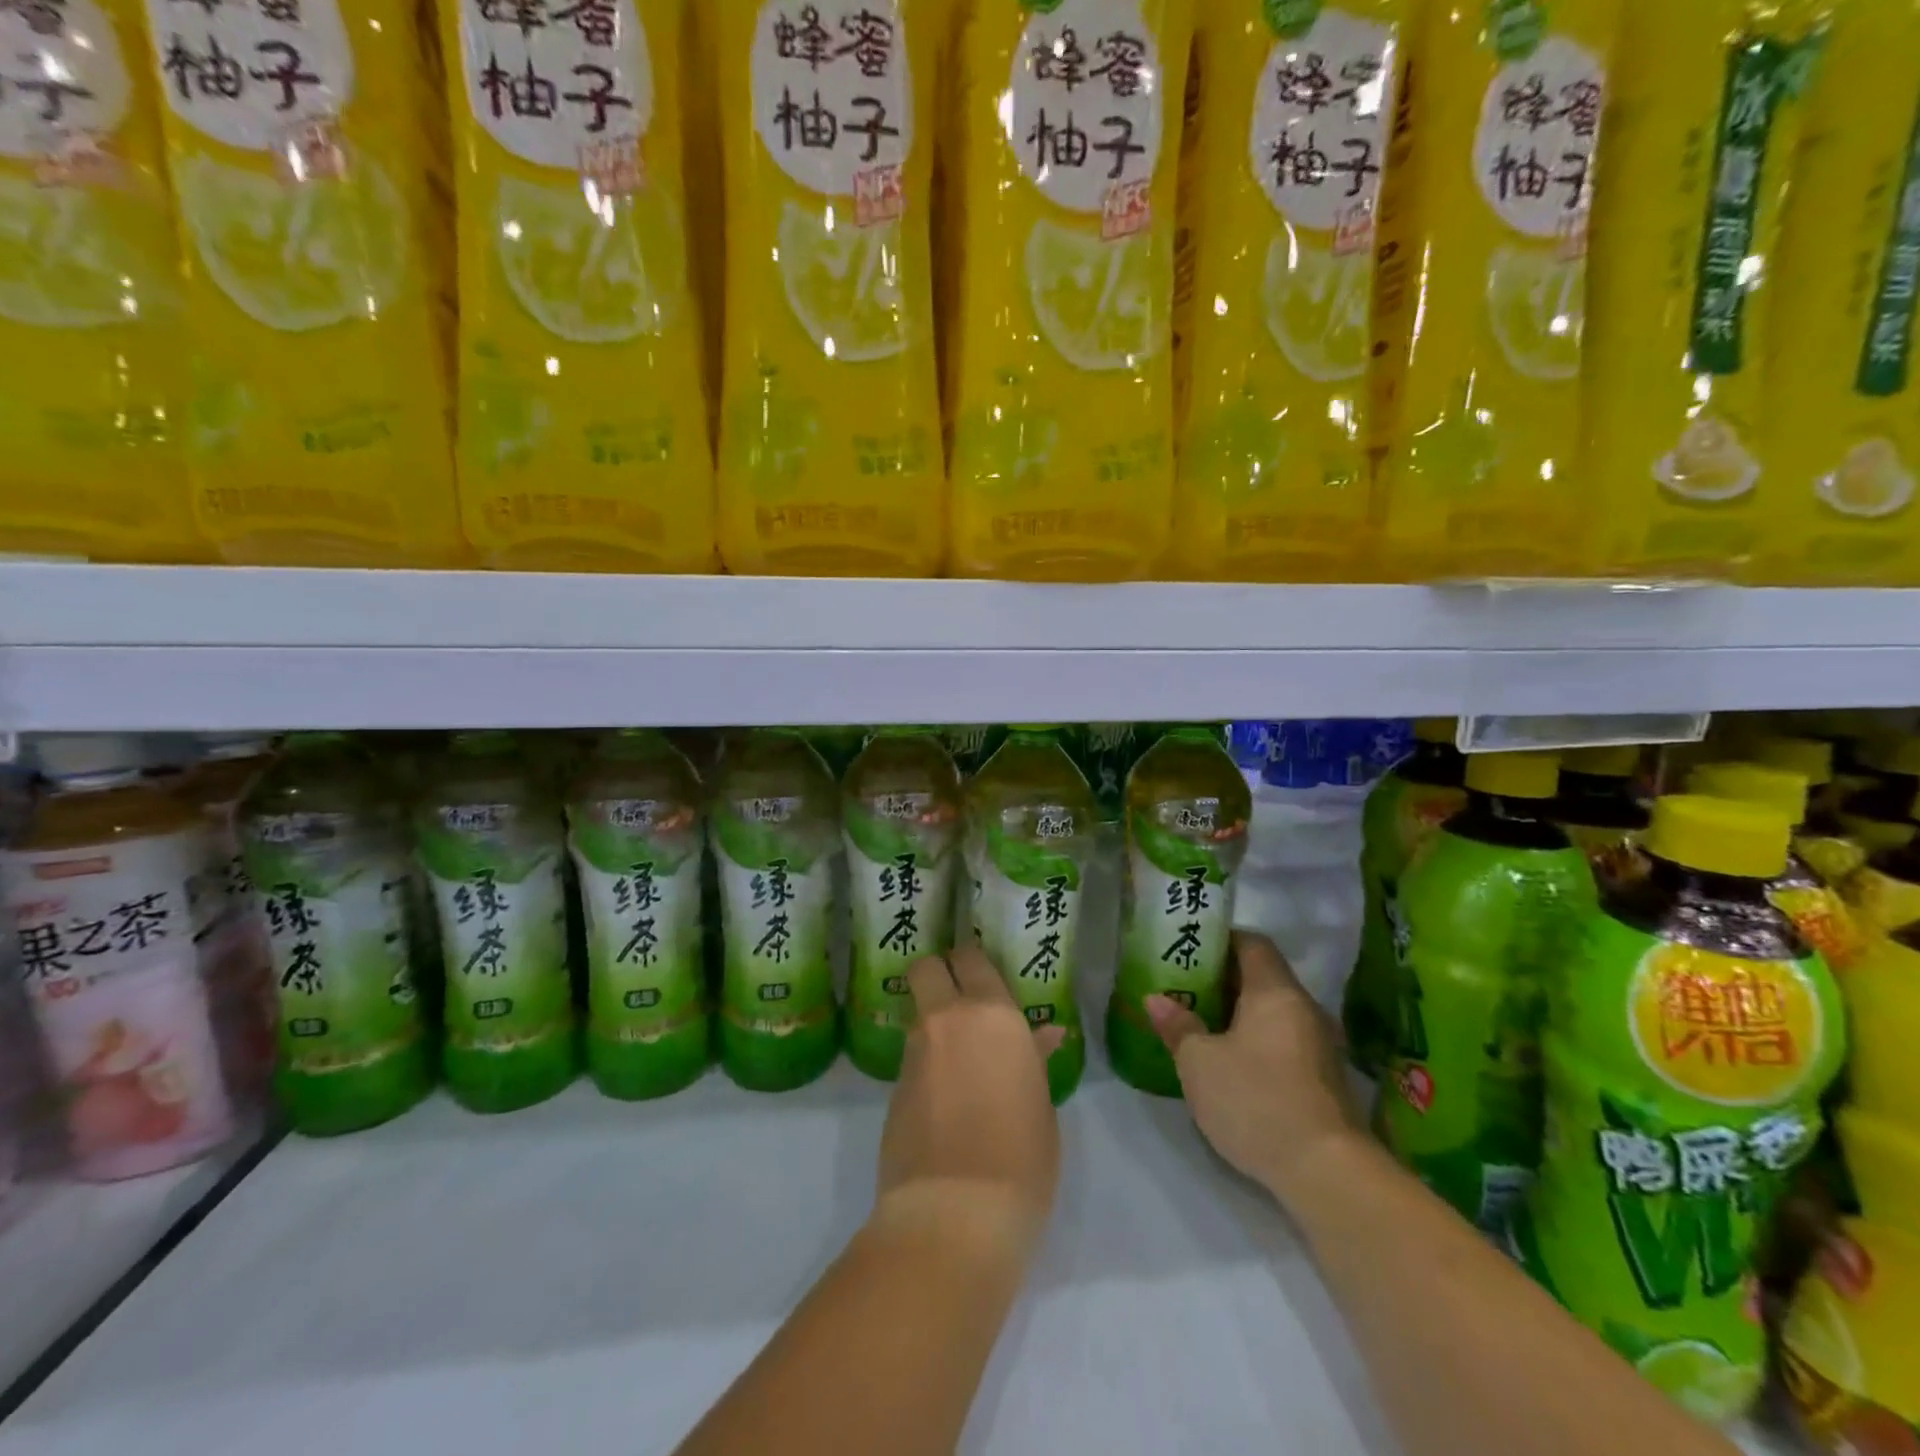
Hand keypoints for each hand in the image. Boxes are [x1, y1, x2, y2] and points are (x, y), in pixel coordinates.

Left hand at [873, 944, 1066, 1261]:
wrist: (955, 1213)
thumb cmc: (1021, 1158)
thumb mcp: (1042, 1106)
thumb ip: (1035, 1059)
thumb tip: (1045, 1035)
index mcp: (993, 1014)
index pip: (972, 958)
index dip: (973, 961)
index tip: (983, 975)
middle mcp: (948, 1019)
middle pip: (927, 966)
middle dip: (937, 972)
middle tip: (958, 998)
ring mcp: (914, 1051)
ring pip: (918, 1012)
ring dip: (932, 1021)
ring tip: (957, 1058)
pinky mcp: (892, 1086)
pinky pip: (911, 1055)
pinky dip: (925, 1061)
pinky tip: (944, 1095)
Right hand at [1146, 930, 1361, 1203]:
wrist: (1326, 1172)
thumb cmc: (1256, 1100)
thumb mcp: (1199, 1063)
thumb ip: (1178, 1026)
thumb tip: (1156, 999)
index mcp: (1275, 991)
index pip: (1252, 943)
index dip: (1221, 939)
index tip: (1191, 948)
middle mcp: (1304, 1008)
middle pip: (1263, 976)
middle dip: (1224, 978)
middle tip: (1185, 986)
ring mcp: (1321, 1045)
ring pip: (1274, 1012)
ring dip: (1240, 1013)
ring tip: (1202, 1023)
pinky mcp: (1325, 1079)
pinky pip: (1285, 1041)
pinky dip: (1258, 1040)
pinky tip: (1231, 1062)